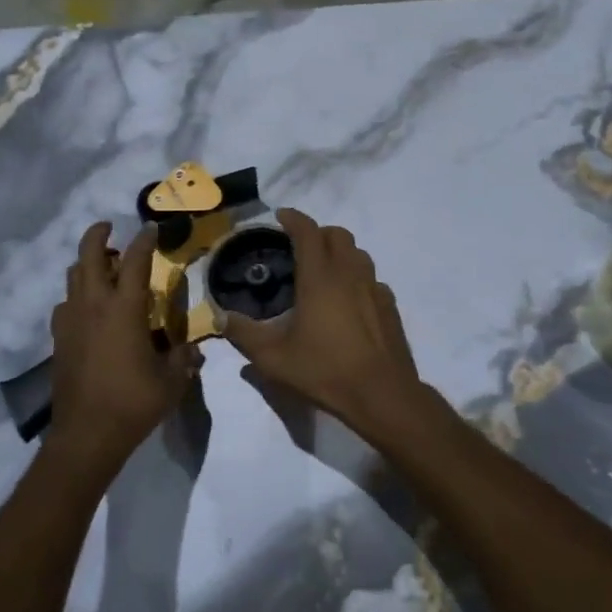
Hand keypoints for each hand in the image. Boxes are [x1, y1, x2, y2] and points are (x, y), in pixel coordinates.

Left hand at [47, 222, 200, 478]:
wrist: (86, 435)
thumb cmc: (133, 402)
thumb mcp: (171, 380)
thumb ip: (184, 358)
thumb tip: (194, 349)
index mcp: (124, 308)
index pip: (136, 261)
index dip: (145, 240)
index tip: (152, 228)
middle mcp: (94, 305)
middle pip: (89, 255)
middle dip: (99, 235)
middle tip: (110, 228)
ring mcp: (71, 321)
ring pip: (73, 276)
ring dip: (87, 264)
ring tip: (104, 268)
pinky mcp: (58, 339)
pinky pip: (65, 304)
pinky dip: (77, 295)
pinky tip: (88, 309)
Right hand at [221, 209, 425, 437]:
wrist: (382, 394)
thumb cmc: (325, 370)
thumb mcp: (274, 358)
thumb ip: (244, 335)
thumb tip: (221, 318)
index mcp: (320, 277)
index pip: (308, 231)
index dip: (293, 219)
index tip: (280, 217)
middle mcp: (350, 273)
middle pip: (337, 235)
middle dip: (318, 233)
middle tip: (300, 248)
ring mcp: (375, 288)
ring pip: (358, 254)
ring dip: (340, 252)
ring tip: (323, 271)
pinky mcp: (390, 306)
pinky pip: (372, 279)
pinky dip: (357, 278)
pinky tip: (348, 301)